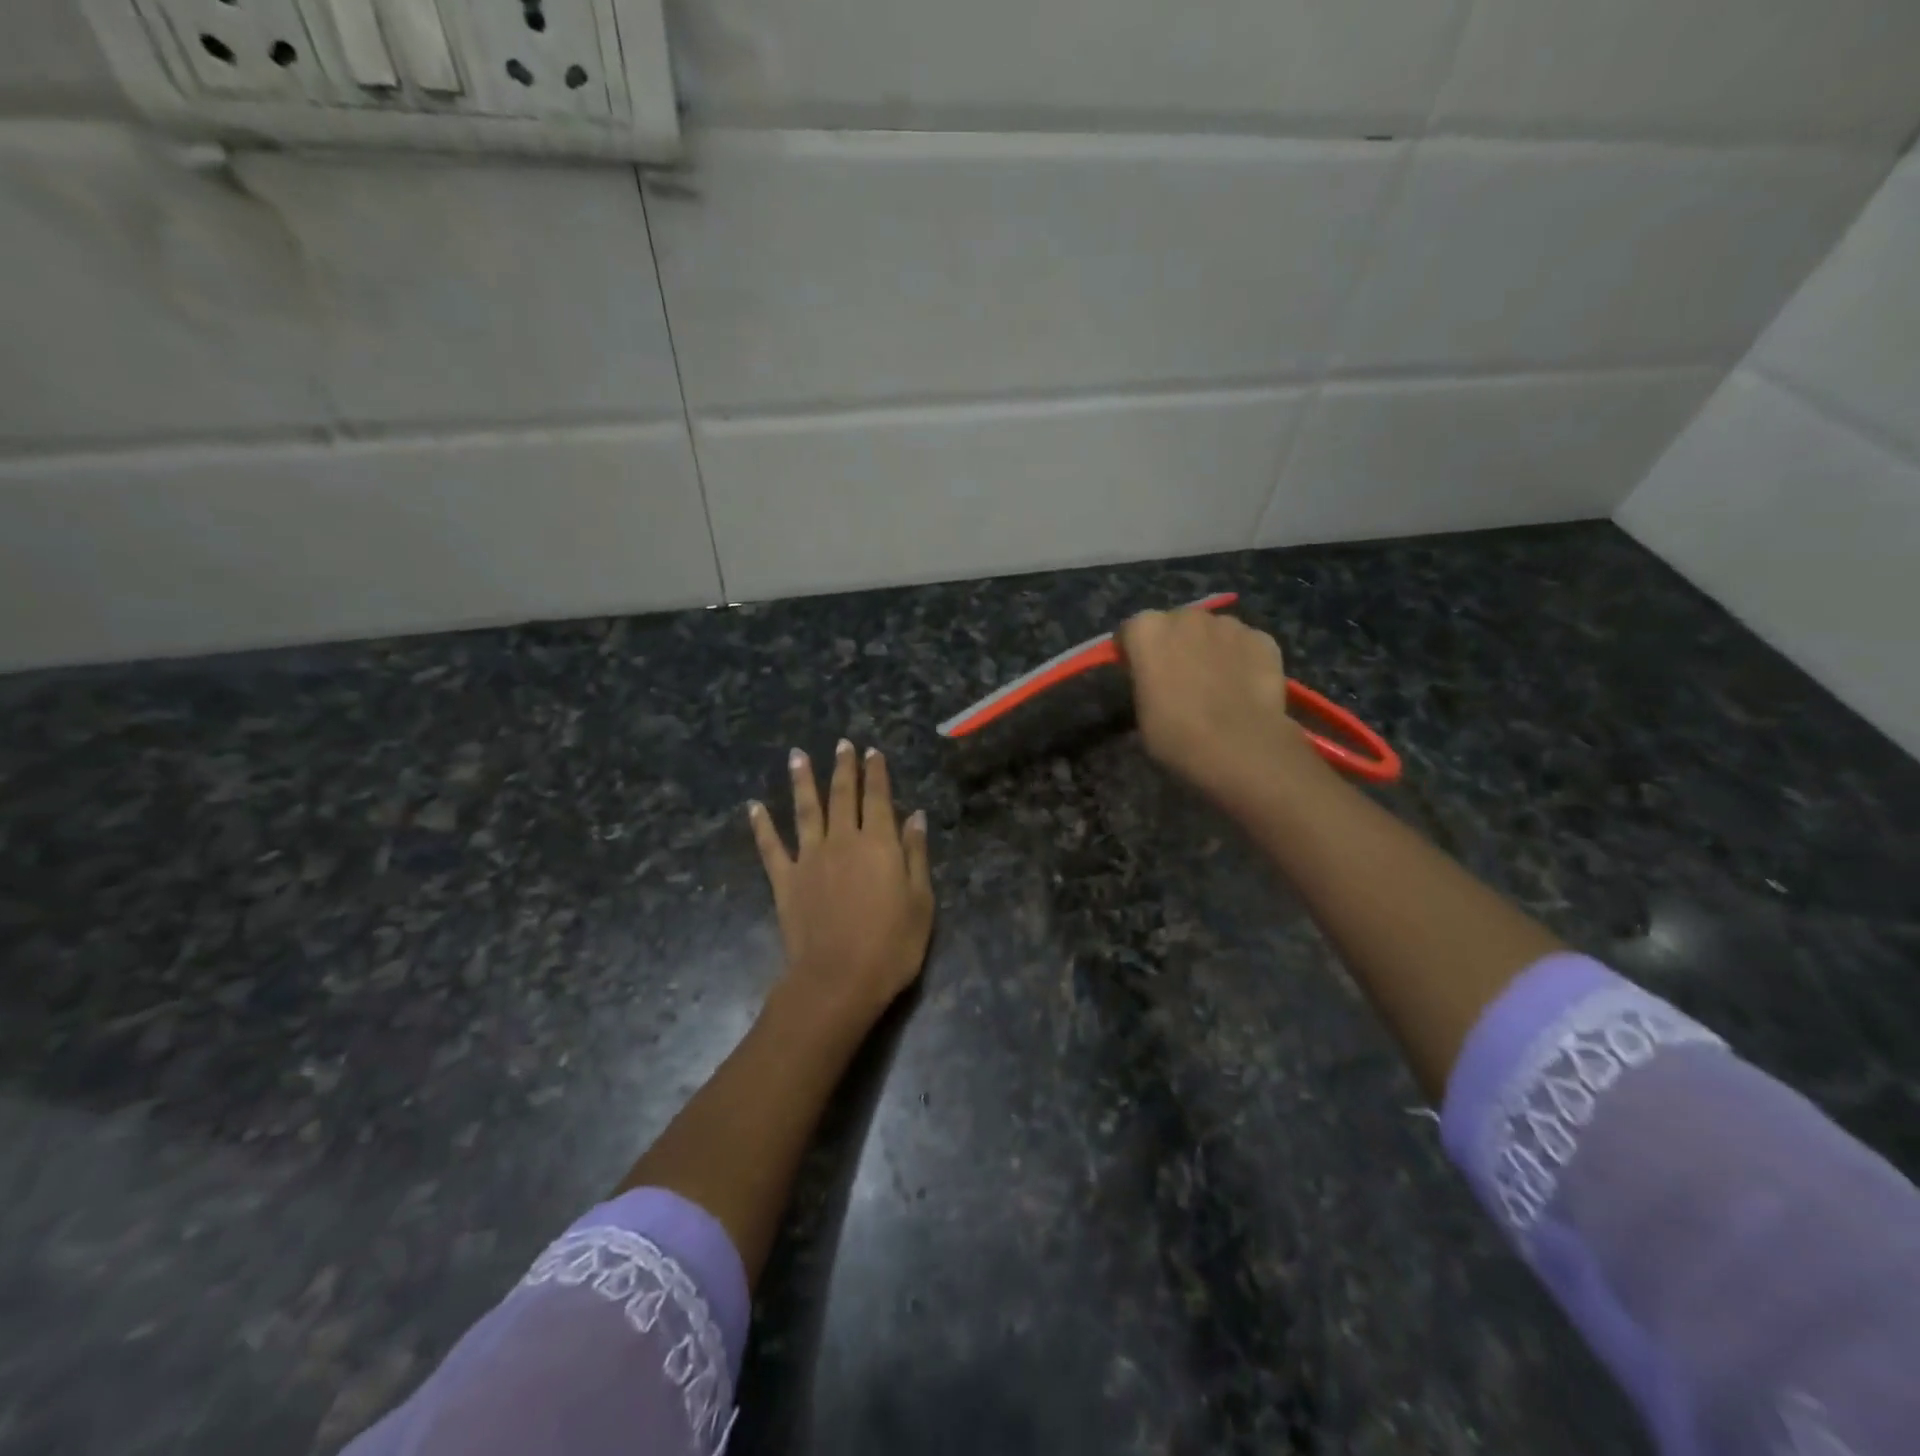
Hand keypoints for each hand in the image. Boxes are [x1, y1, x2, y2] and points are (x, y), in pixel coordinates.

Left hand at [749, 740, 933, 1024]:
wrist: (838, 980)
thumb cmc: (891, 946)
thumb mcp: (921, 902)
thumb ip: (915, 855)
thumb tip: (916, 816)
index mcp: (879, 844)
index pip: (878, 798)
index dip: (876, 773)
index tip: (872, 752)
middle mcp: (842, 841)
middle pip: (842, 795)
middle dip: (843, 767)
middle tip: (841, 744)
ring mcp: (809, 858)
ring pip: (805, 810)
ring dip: (802, 780)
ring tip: (797, 755)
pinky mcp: (785, 880)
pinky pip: (770, 847)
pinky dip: (761, 825)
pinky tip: (754, 807)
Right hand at [1118, 606, 1325, 811]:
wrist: (1238, 747)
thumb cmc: (1175, 735)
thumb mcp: (1142, 712)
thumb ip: (1146, 683)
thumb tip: (1158, 682)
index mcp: (1147, 630)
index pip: (1131, 632)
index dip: (1135, 653)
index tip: (1140, 675)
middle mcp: (1186, 617)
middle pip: (1175, 624)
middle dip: (1174, 644)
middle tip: (1179, 679)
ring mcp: (1228, 624)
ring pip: (1212, 631)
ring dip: (1209, 648)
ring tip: (1216, 684)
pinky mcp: (1262, 638)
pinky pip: (1245, 644)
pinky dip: (1242, 658)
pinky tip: (1244, 687)